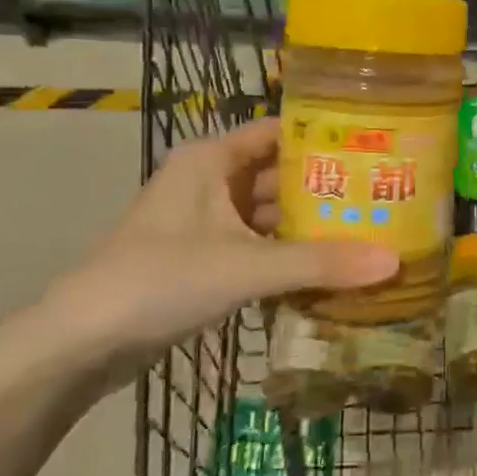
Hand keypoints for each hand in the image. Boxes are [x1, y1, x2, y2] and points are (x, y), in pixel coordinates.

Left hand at [18, 118, 397, 391]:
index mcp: (211, 160)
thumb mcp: (245, 266)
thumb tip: (394, 260)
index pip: (278, 132)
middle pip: (280, 176)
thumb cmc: (160, 280)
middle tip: (385, 198)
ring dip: (310, 228)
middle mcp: (209, 182)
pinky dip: (289, 257)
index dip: (324, 137)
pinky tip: (330, 271)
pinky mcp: (204, 260)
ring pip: (270, 216)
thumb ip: (319, 263)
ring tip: (369, 234)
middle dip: (327, 190)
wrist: (82, 343)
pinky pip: (258, 248)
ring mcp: (205, 223)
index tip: (376, 147)